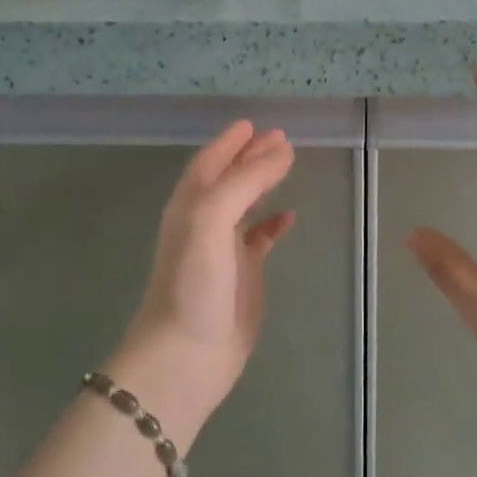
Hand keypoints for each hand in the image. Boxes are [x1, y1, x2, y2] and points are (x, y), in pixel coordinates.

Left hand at [110, 122, 296, 446]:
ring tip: (288, 165)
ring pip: (244, 204)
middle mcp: (204, 220)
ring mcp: (223, 248)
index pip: (210, 161)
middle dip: (251, 156)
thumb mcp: (213, 217)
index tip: (251, 123)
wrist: (187, 353)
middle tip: (281, 138)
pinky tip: (289, 217)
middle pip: (229, 177)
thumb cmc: (195, 280)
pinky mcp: (242, 274)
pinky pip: (259, 238)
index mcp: (191, 203)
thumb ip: (246, 180)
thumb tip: (281, 150)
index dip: (229, 141)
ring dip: (263, 183)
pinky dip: (273, 223)